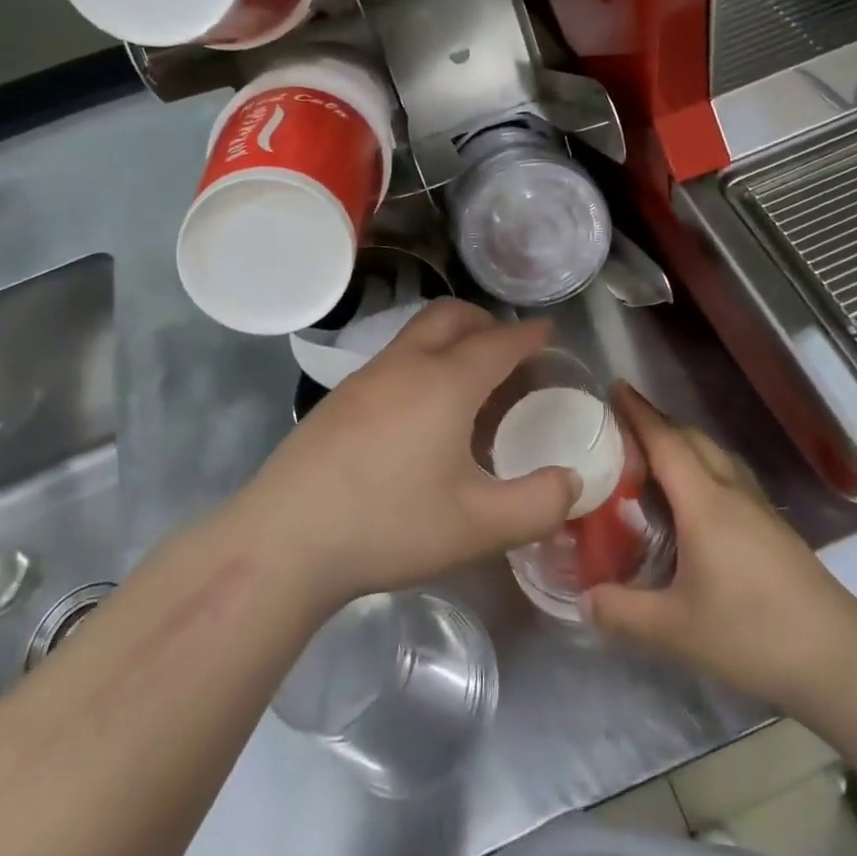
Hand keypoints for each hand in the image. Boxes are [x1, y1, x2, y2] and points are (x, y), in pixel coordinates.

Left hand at [239, 300, 579, 609]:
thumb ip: (537, 504)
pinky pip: (393, 358)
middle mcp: (405, 364)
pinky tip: (420, 410)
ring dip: (450, 338)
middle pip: (451, 316)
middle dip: (486, 321)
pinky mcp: (338, 398)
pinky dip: (422, 360)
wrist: (285, 539)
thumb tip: (572, 482)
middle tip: (509, 349)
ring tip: (468, 380)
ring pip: (416, 333)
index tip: (549, 331)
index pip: (499, 343)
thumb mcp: (477, 526)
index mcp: (445, 383)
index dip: (529, 335)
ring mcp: (365, 377)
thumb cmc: (389, 525)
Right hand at [586, 384, 856, 708]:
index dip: (638, 412)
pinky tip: (694, 497)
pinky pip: (728, 475)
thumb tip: (583, 600)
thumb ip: (622, 612)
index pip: (665, 442)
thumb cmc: (753, 633)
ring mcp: (757, 507)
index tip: (614, 386)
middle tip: (621, 426)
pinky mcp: (773, 527)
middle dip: (657, 422)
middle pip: (692, 439)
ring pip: (715, 454)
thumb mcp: (676, 630)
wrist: (838, 656)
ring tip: (653, 455)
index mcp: (705, 503)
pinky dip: (702, 466)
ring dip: (682, 442)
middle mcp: (731, 492)